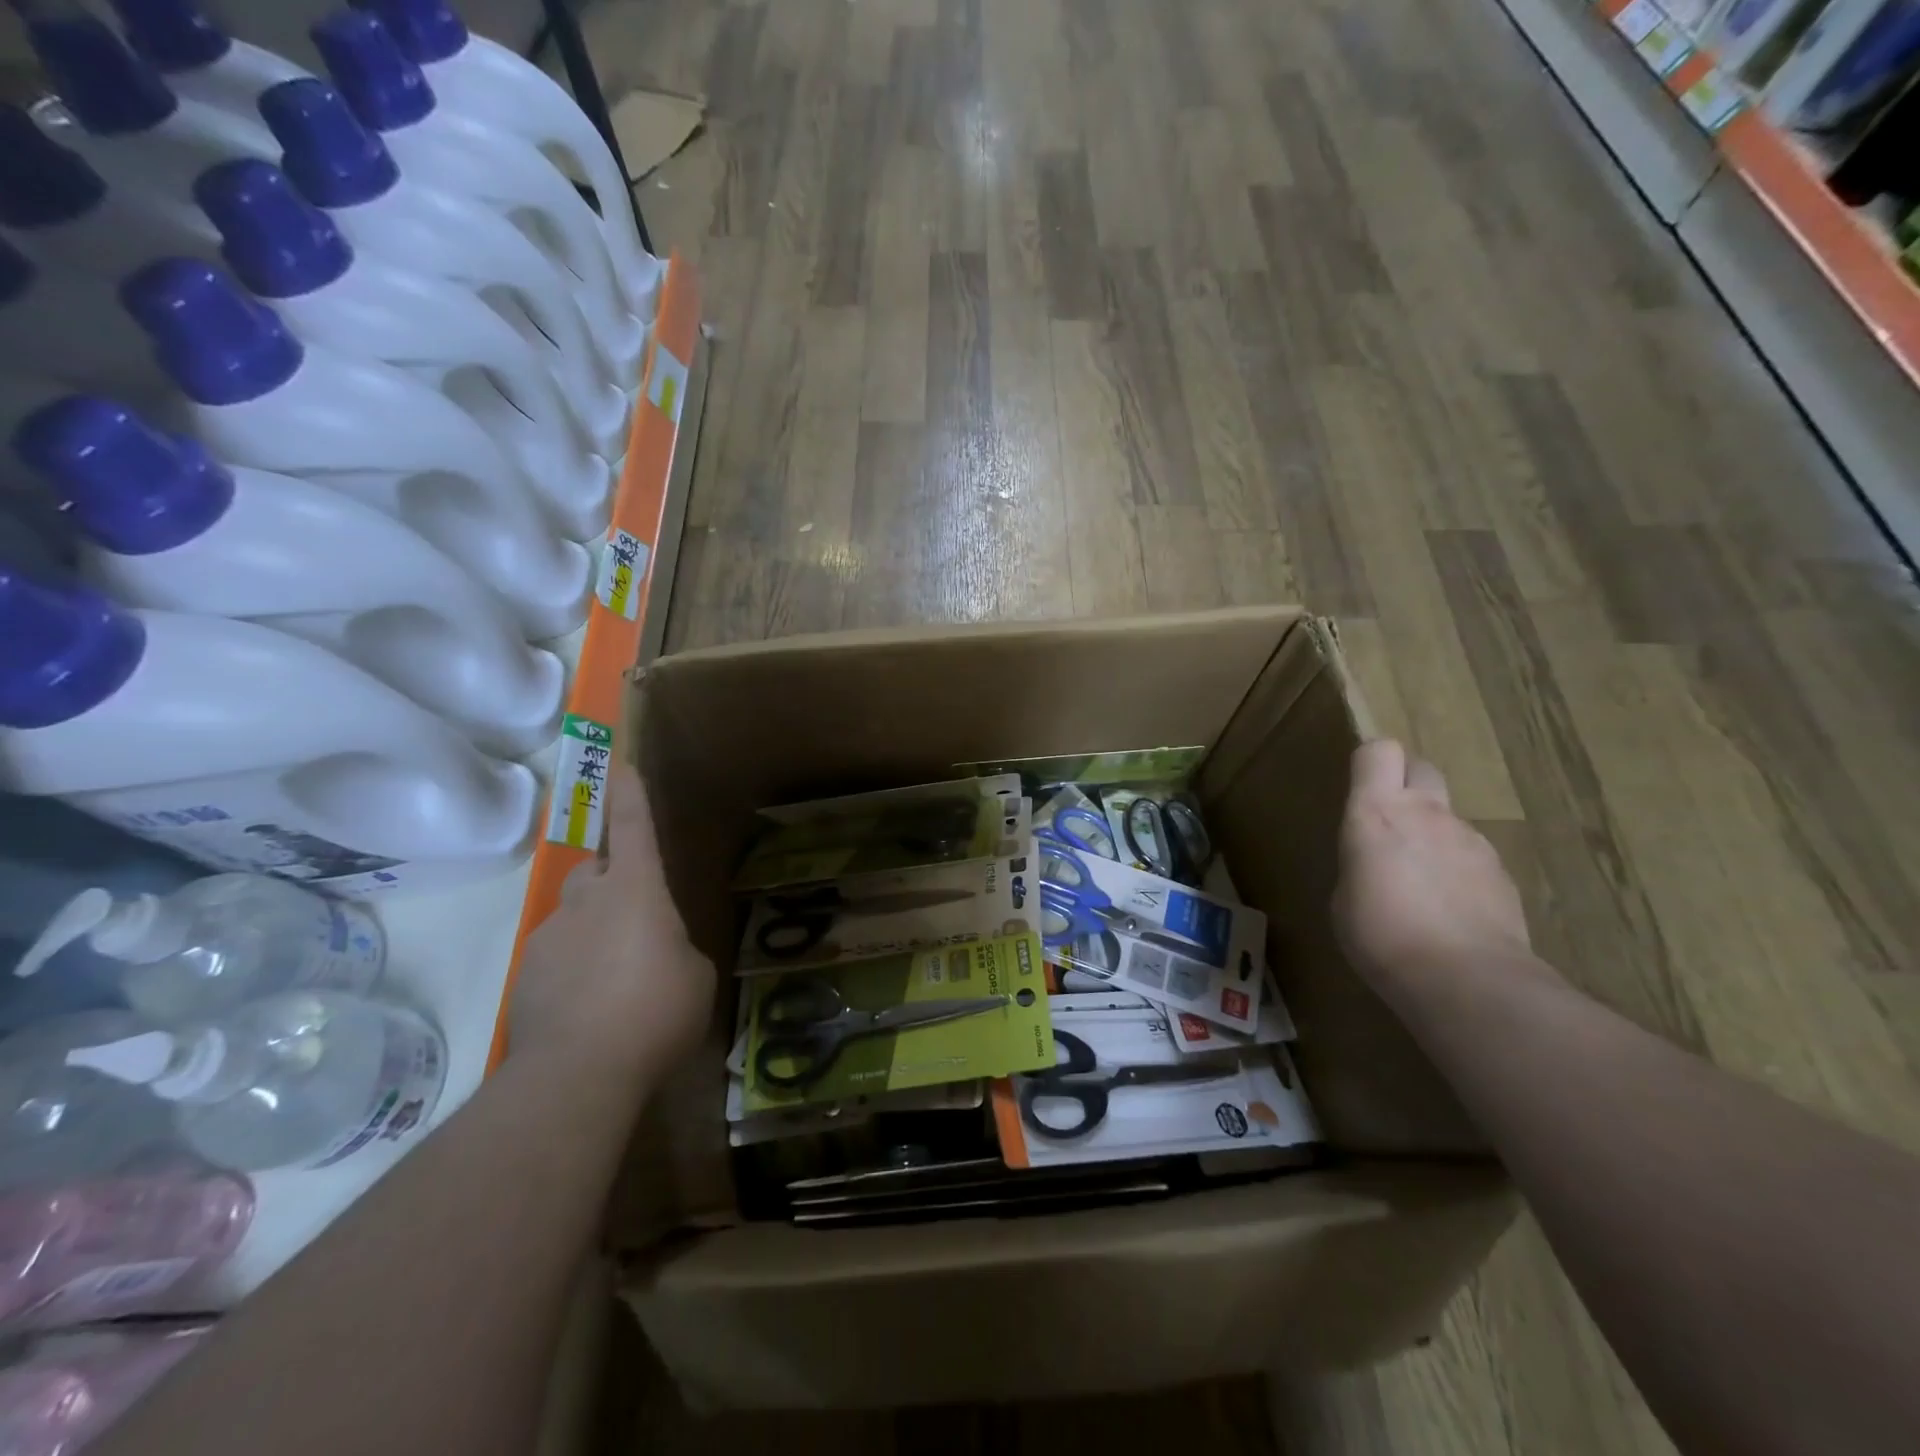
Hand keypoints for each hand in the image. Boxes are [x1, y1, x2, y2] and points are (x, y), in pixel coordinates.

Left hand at [511, 760, 714, 1085]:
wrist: (579, 1071)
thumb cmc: (656, 1008)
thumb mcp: (695, 975)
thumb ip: (677, 950)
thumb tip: (661, 954)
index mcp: (635, 890)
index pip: (632, 827)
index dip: (630, 795)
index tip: (621, 766)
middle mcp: (587, 901)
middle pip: (595, 872)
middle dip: (612, 883)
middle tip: (634, 921)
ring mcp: (549, 938)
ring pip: (574, 920)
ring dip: (593, 937)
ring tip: (614, 985)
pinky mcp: (525, 978)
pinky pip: (555, 961)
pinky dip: (572, 974)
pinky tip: (588, 1013)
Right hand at [1334, 740, 1534, 991]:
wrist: (1466, 979)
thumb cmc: (1381, 934)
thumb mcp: (1344, 896)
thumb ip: (1361, 862)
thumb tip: (1379, 863)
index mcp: (1377, 812)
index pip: (1378, 751)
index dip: (1369, 764)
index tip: (1360, 790)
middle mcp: (1427, 813)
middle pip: (1421, 767)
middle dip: (1406, 784)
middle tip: (1390, 825)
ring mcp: (1471, 840)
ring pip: (1448, 817)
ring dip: (1433, 835)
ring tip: (1420, 886)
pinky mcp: (1502, 872)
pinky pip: (1472, 855)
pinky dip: (1459, 870)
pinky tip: (1450, 911)